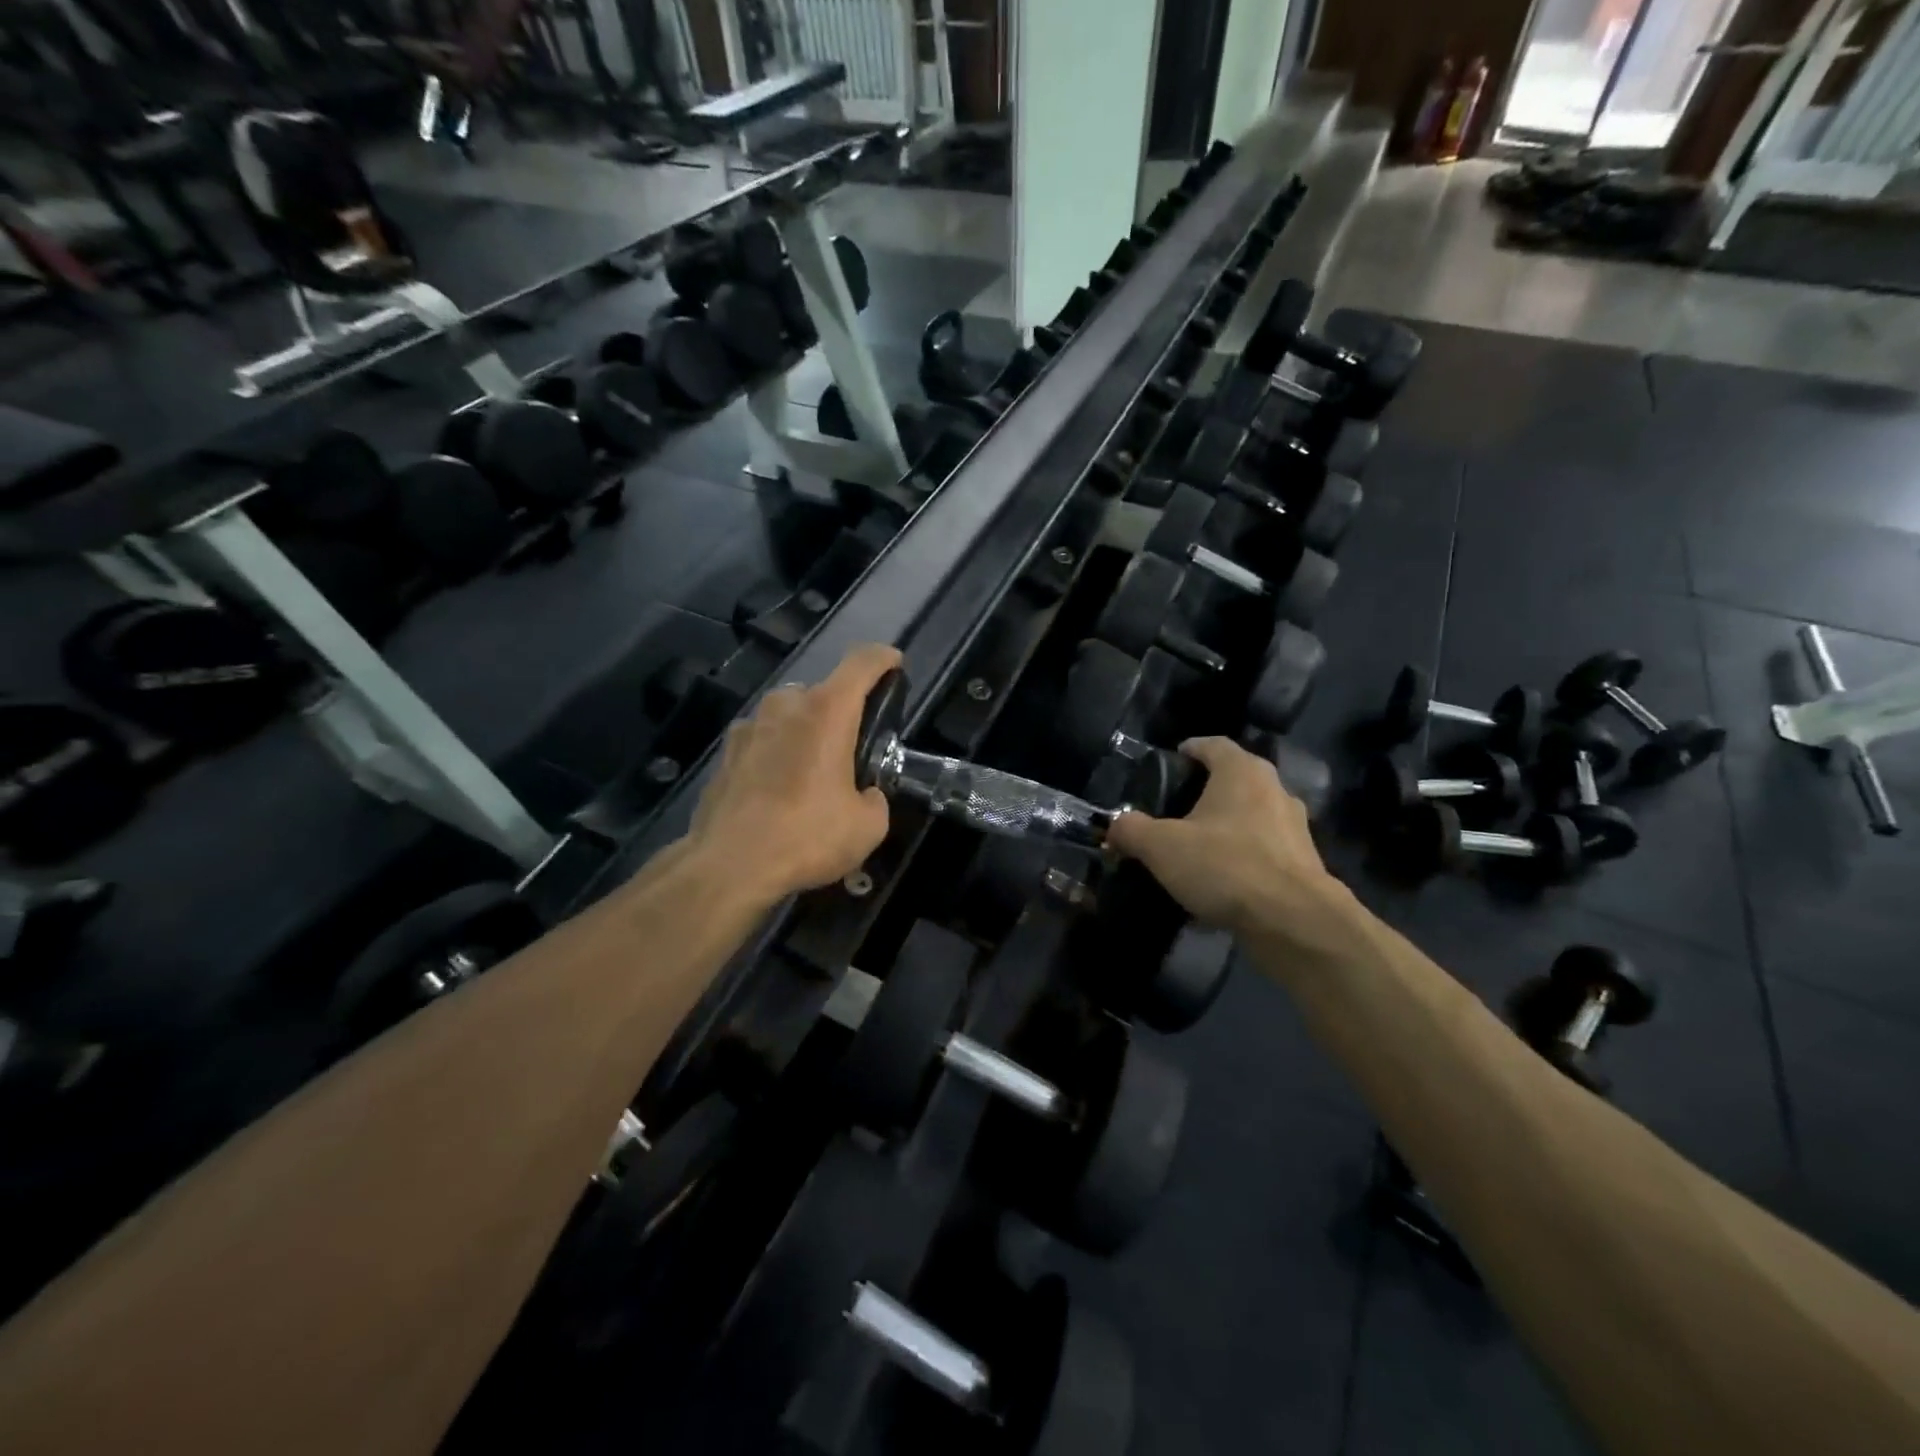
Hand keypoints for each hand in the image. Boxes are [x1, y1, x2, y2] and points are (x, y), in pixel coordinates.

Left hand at [685, 643, 899, 904]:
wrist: (729, 866)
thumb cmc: (807, 836)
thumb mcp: (867, 827)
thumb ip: (875, 800)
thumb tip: (866, 796)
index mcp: (826, 712)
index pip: (862, 663)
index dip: (883, 659)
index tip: (895, 664)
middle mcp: (785, 707)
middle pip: (821, 691)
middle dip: (840, 711)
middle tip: (851, 746)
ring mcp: (748, 727)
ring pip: (787, 715)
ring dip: (804, 732)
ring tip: (812, 770)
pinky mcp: (724, 754)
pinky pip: (761, 741)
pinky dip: (775, 754)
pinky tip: (777, 790)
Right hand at [1106, 737, 1355, 952]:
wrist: (1294, 921)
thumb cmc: (1225, 866)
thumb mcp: (1161, 847)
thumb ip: (1131, 830)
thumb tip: (1114, 825)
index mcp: (1242, 772)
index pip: (1212, 745)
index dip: (1188, 750)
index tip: (1169, 763)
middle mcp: (1274, 789)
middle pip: (1234, 779)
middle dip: (1205, 791)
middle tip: (1174, 809)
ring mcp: (1295, 826)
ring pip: (1251, 815)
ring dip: (1226, 826)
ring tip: (1197, 847)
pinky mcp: (1305, 862)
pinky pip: (1264, 850)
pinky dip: (1243, 857)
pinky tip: (1221, 882)